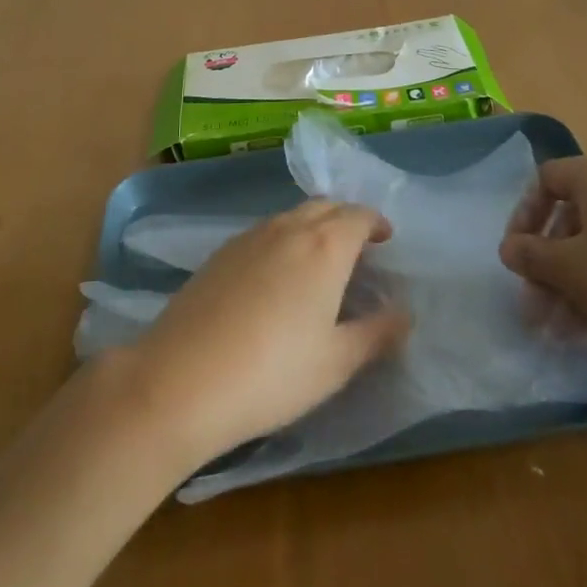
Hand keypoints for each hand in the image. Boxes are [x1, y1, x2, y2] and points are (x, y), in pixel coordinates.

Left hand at [121, 201, 409, 469]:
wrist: (181, 379)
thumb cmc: (273, 373)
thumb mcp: (336, 363)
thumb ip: (376, 334)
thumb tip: (405, 314)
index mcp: (324, 246)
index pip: (358, 215)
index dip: (375, 223)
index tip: (385, 239)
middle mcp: (288, 228)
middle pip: (325, 207)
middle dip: (346, 219)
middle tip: (358, 248)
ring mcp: (249, 237)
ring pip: (292, 216)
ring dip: (313, 227)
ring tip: (320, 262)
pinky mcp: (220, 253)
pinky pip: (264, 232)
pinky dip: (283, 239)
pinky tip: (276, 277)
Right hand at [499, 155, 586, 384]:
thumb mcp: (569, 271)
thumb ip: (530, 255)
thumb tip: (510, 248)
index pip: (546, 180)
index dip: (523, 218)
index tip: (517, 259)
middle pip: (575, 214)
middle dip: (551, 262)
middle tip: (539, 306)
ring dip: (577, 279)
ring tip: (566, 330)